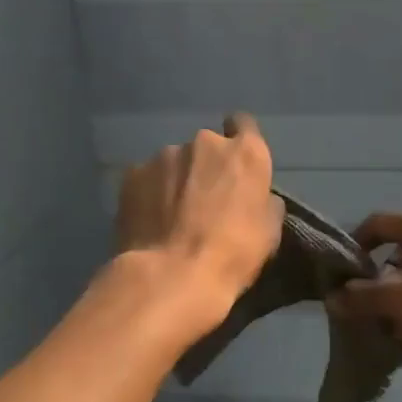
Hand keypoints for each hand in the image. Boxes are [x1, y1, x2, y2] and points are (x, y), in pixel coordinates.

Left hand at [115, 114, 284, 337]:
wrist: (172, 276)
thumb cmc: (233, 255)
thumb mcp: (269, 231)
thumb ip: (263, 201)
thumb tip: (256, 196)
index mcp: (245, 153)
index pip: (244, 125)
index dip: (239, 141)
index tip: (235, 164)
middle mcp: (205, 142)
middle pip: (207, 147)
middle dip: (206, 167)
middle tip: (203, 201)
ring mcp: (165, 155)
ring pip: (175, 162)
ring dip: (176, 180)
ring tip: (171, 216)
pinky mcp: (133, 174)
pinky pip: (147, 178)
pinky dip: (150, 193)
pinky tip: (149, 220)